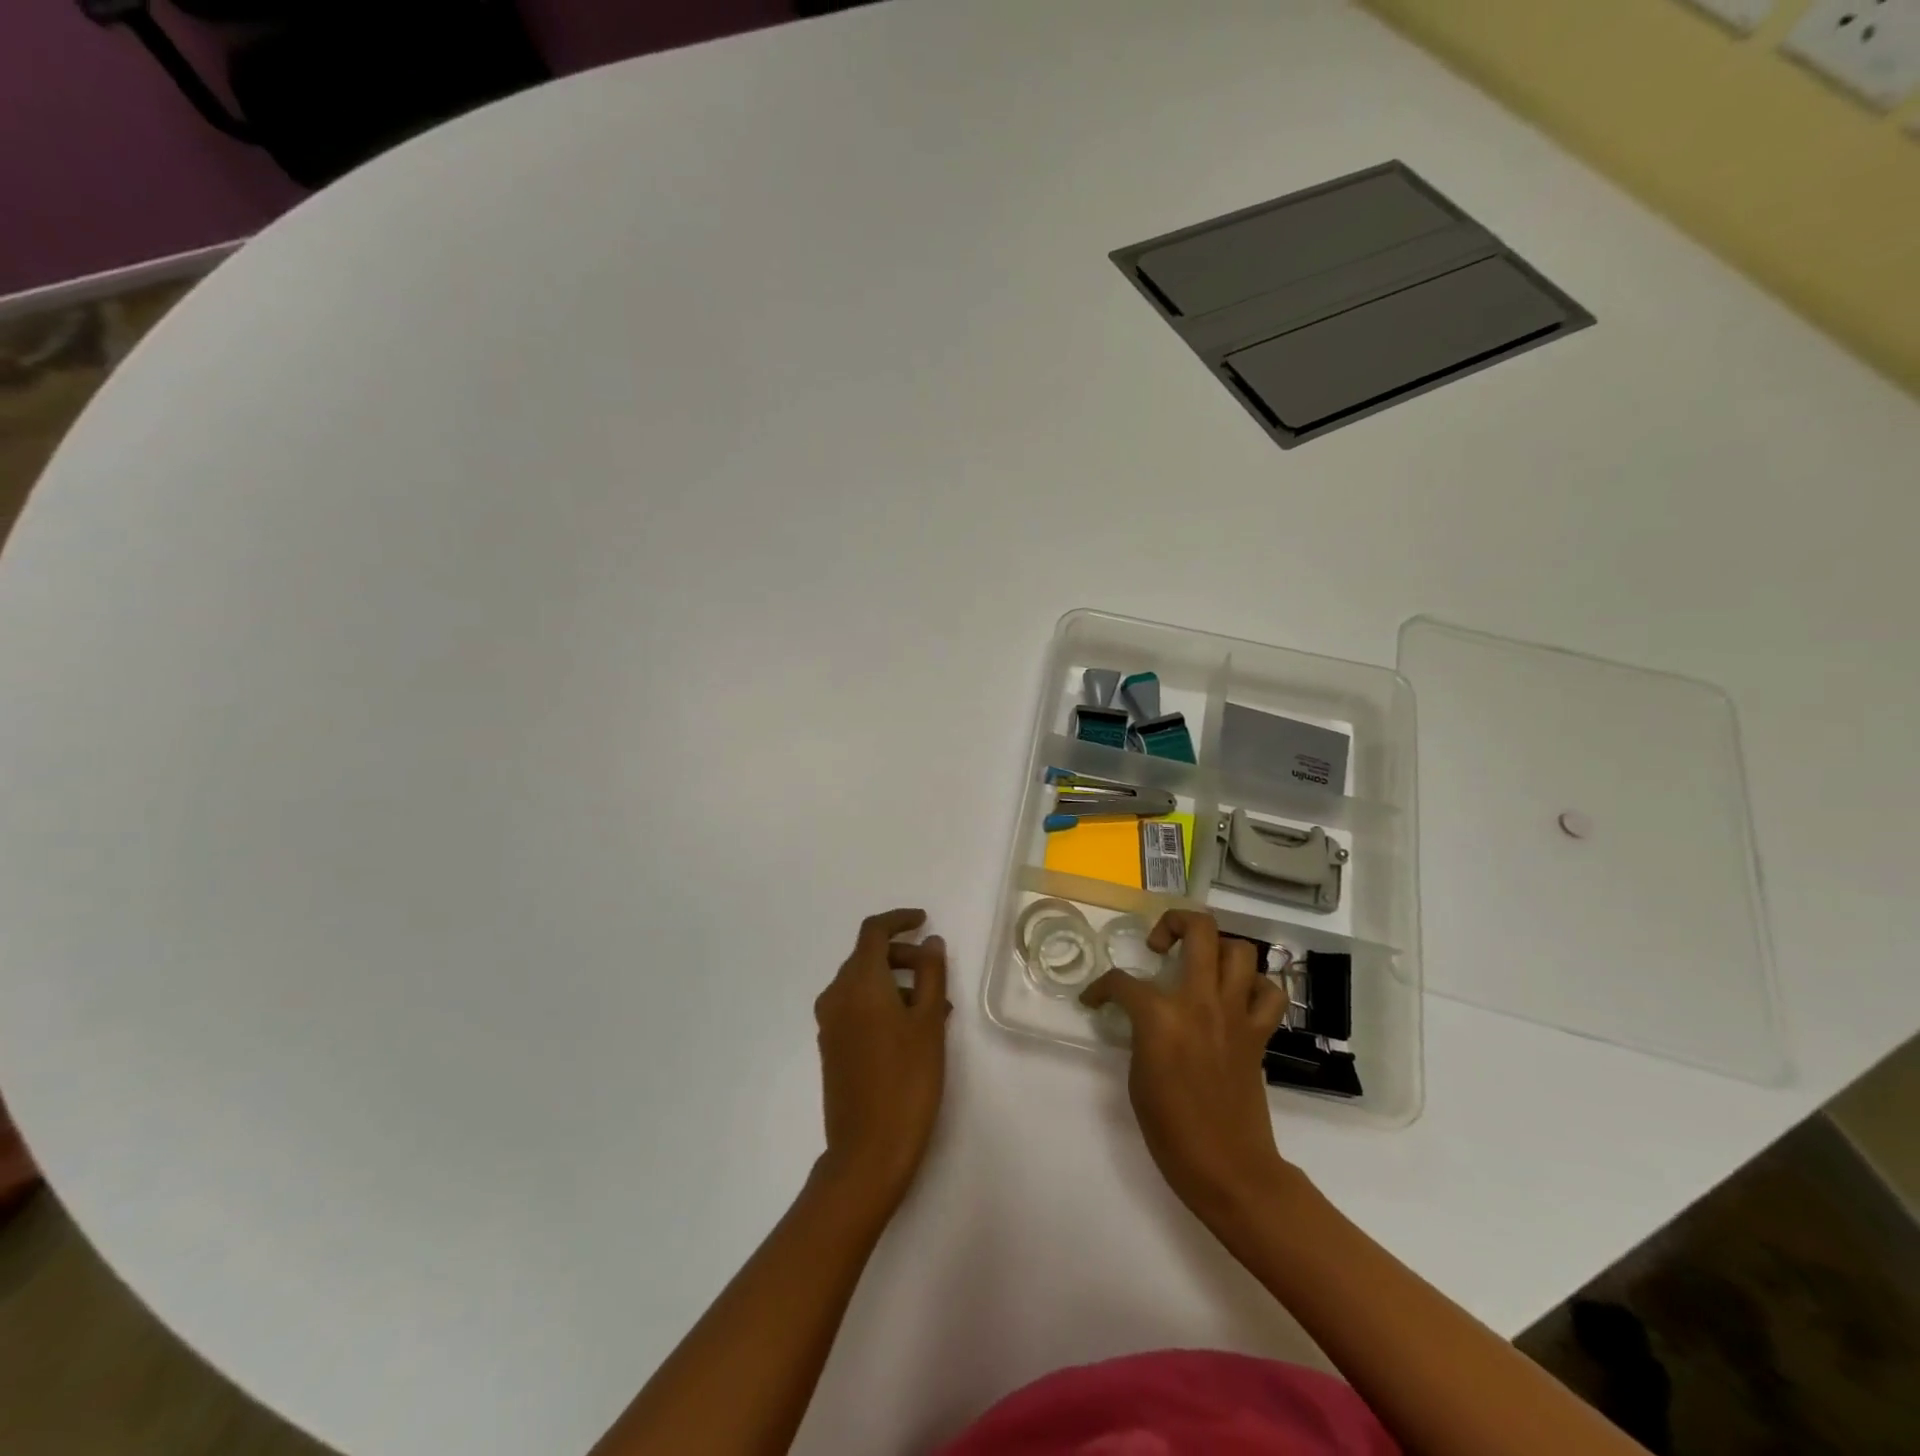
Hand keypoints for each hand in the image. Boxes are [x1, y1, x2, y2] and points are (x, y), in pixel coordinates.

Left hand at [813, 909, 949, 1210]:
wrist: (867, 1151)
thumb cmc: (907, 1080)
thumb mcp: (928, 1022)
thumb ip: (930, 973)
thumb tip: (929, 941)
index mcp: (858, 982)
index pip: (873, 931)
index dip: (899, 920)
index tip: (924, 920)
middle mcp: (836, 995)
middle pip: (867, 956)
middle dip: (903, 955)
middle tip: (936, 973)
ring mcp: (830, 1023)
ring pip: (863, 983)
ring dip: (896, 983)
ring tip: (934, 1009)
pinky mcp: (831, 1047)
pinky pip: (857, 1007)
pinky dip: (882, 1004)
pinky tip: (912, 1030)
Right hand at [1081, 911, 1290, 1224]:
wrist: (1228, 1168)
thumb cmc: (1170, 1129)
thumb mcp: (1137, 1075)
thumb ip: (1141, 1033)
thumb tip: (1144, 1017)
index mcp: (1161, 1016)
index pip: (1122, 982)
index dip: (1101, 988)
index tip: (1094, 999)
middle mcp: (1201, 1001)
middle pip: (1200, 931)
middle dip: (1175, 922)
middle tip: (1159, 944)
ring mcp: (1235, 1014)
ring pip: (1240, 950)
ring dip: (1217, 948)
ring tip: (1198, 964)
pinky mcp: (1258, 1033)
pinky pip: (1269, 993)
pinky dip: (1255, 987)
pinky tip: (1235, 997)